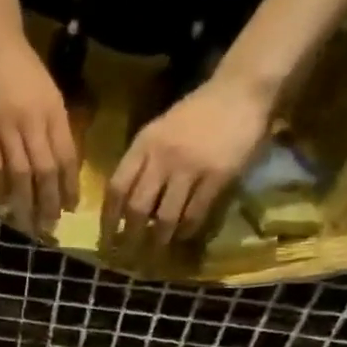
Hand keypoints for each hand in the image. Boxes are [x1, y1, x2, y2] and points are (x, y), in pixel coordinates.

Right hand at [0, 20, 79, 234]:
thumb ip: (54, 126)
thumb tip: (60, 164)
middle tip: (48, 227)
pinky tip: (1, 202)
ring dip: (23, 202)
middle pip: (44, 171)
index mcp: (53, 111)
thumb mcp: (48, 92)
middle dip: (48, 202)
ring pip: (19, 173)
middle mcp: (32, 121)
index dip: (69, 187)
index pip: (66, 157)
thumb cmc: (21, 65)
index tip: (70, 209)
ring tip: (26, 223)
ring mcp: (4, 126)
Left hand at [101, 73, 271, 254]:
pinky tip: (183, 236)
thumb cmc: (196, 113)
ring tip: (155, 252)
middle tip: (127, 256)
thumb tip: (126, 204)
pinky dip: (186, 229)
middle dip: (129, 237)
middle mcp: (162, 157)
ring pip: (165, 216)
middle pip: (137, 208)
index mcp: (144, 144)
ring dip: (158, 239)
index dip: (108, 218)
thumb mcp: (159, 130)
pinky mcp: (217, 176)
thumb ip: (142, 162)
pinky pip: (195, 213)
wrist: (241, 90)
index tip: (105, 239)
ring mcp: (190, 167)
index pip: (116, 188)